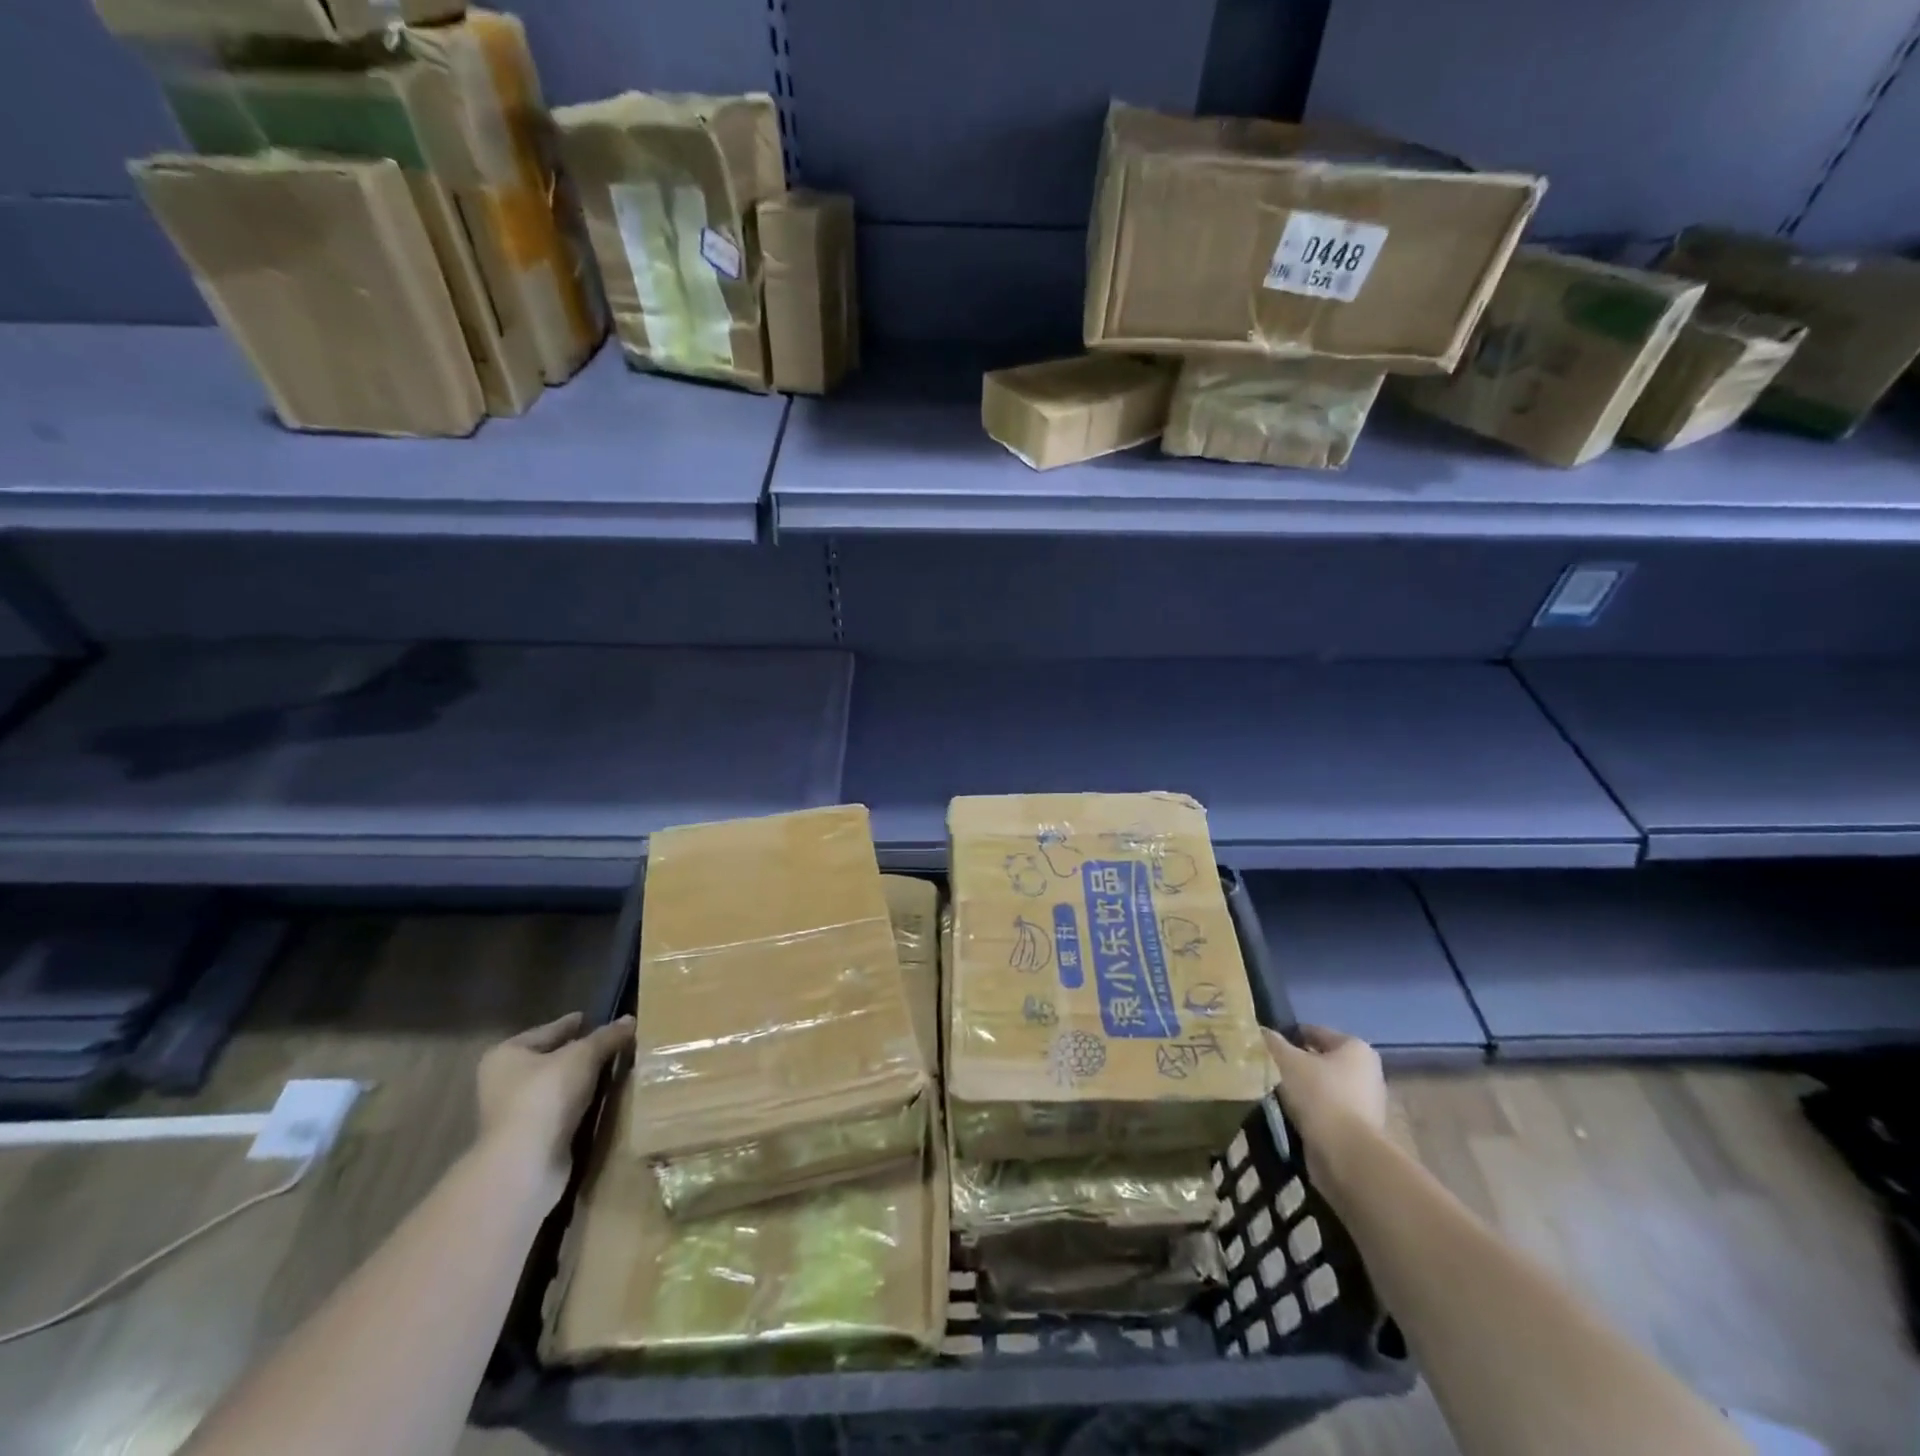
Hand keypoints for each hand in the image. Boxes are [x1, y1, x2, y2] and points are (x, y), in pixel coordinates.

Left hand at [476, 1011, 634, 1202]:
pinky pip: (562, 1111)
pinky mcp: (530, 1140)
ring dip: (582, 1081)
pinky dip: (581, 1104)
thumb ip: (607, 1036)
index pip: (549, 1030)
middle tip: (613, 1044)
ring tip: (615, 1069)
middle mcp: (504, 1082)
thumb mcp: (584, 1055)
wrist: (526, 1164)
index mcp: (506, 1054)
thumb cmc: (546, 1096)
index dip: (573, 1024)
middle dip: (580, 1054)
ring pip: (558, 1087)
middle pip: (552, 1059)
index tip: (596, 1019)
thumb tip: (630, 1020)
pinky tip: (603, 1099)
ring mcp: (515, 1114)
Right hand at [1264, 1025, 1386, 1180]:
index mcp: (1356, 1048)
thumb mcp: (1286, 1060)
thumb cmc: (1319, 1096)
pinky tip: (1288, 1116)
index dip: (1287, 1035)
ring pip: (1322, 1088)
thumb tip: (1261, 1032)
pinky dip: (1309, 1113)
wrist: (1346, 1156)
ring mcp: (1367, 1105)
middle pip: (1320, 1061)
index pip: (1314, 1032)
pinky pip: (1326, 1113)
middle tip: (1267, 1069)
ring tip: (1272, 1094)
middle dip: (1295, 1065)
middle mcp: (1367, 1073)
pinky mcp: (1359, 1132)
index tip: (1265, 1046)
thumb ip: (1272, 1042)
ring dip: (1300, 1091)